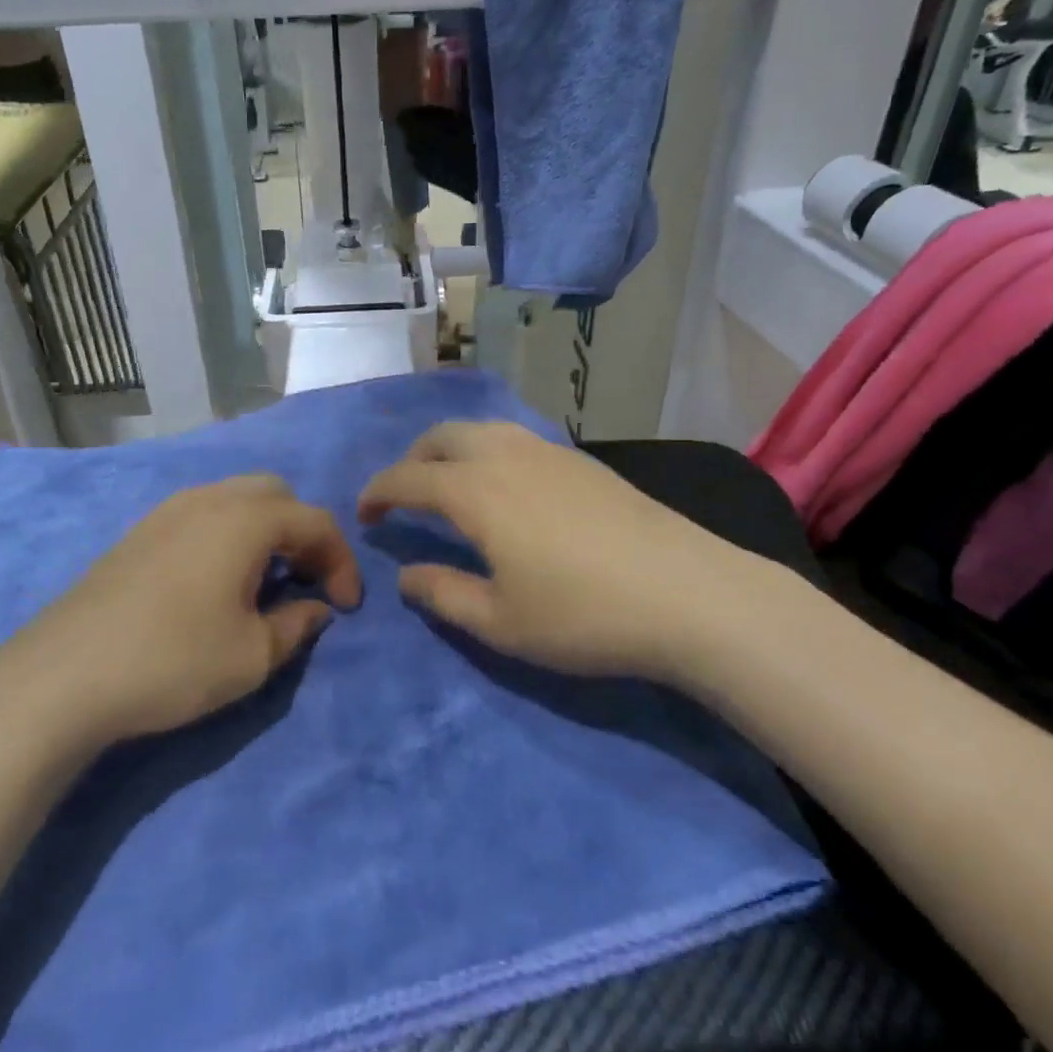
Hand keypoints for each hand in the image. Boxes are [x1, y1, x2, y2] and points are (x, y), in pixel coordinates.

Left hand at [0, 475, 361, 744]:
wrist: (62, 677)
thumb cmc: (172, 661)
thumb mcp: (251, 656)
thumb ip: (296, 625)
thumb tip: (315, 607)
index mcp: (246, 519)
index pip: (315, 522)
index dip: (342, 561)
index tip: (347, 606)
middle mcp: (209, 499)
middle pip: (277, 495)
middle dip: (303, 533)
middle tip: (306, 581)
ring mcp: (168, 510)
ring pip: (236, 498)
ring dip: (265, 530)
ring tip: (265, 580)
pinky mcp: (140, 531)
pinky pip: (203, 513)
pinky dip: (228, 533)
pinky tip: (217, 580)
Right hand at [357, 422, 775, 683]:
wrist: (688, 594)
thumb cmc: (584, 615)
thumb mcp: (501, 622)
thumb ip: (443, 594)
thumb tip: (406, 574)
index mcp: (475, 492)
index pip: (407, 478)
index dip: (377, 493)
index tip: (364, 515)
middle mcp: (505, 455)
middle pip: (441, 437)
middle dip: (410, 460)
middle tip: (402, 496)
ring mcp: (548, 450)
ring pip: (481, 429)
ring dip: (449, 449)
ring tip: (448, 485)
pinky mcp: (581, 459)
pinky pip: (514, 437)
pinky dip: (487, 449)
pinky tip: (504, 484)